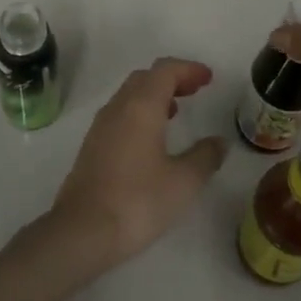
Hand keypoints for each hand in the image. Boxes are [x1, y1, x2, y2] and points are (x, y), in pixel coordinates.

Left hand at [48, 58, 226, 268]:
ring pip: (129, 95)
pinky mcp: (92, 146)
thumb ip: (205, 157)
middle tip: (195, 90)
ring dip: (154, 95)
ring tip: (176, 111)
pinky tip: (151, 138)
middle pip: (145, 77)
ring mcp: (101, 126)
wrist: (82, 231)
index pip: (165, 70)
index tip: (208, 78)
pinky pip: (120, 114)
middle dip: (171, 78)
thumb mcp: (183, 182)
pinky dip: (140, 112)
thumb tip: (219, 142)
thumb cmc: (138, 201)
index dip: (188, 69)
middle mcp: (118, 107)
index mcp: (141, 106)